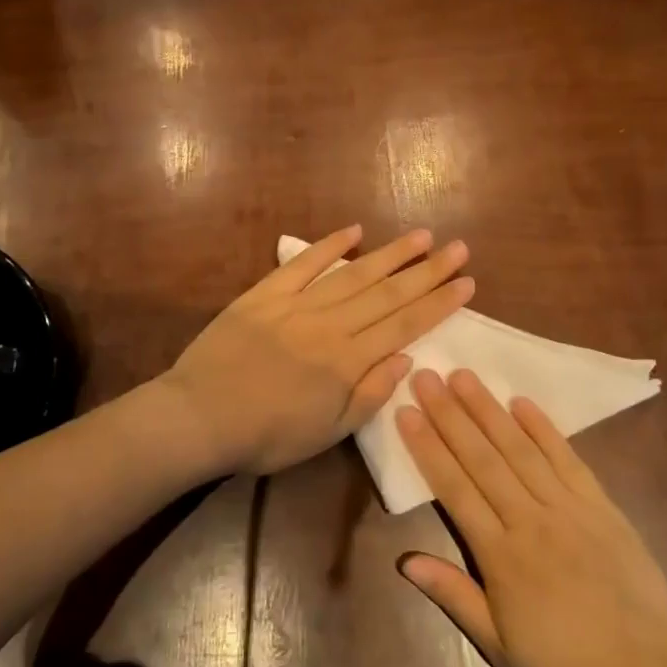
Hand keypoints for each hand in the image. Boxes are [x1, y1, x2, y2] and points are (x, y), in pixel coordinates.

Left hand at [164, 226, 473, 475]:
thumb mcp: (327, 433)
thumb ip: (369, 395)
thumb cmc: (266, 435)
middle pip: (387, 293)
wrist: (200, 417)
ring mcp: (296, 305)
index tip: (467, 282)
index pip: (404, 324)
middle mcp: (329, 325)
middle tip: (458, 248)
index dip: (439, 303)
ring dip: (390, 254)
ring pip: (353, 274)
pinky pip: (301, 264)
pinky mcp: (264, 294)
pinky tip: (354, 231)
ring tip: (421, 237)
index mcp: (347, 361)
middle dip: (427, 271)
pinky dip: (328, 246)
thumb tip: (406, 359)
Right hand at [396, 369, 666, 666]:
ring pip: (520, 449)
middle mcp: (531, 519)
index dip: (427, 447)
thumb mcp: (499, 647)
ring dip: (489, 410)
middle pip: (482, 458)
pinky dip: (544, 429)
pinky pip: (568, 459)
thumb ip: (454, 596)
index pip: (454, 488)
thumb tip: (405, 560)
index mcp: (501, 555)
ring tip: (465, 376)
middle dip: (450, 414)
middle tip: (427, 375)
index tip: (407, 411)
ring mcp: (569, 508)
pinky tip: (522, 403)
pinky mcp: (602, 506)